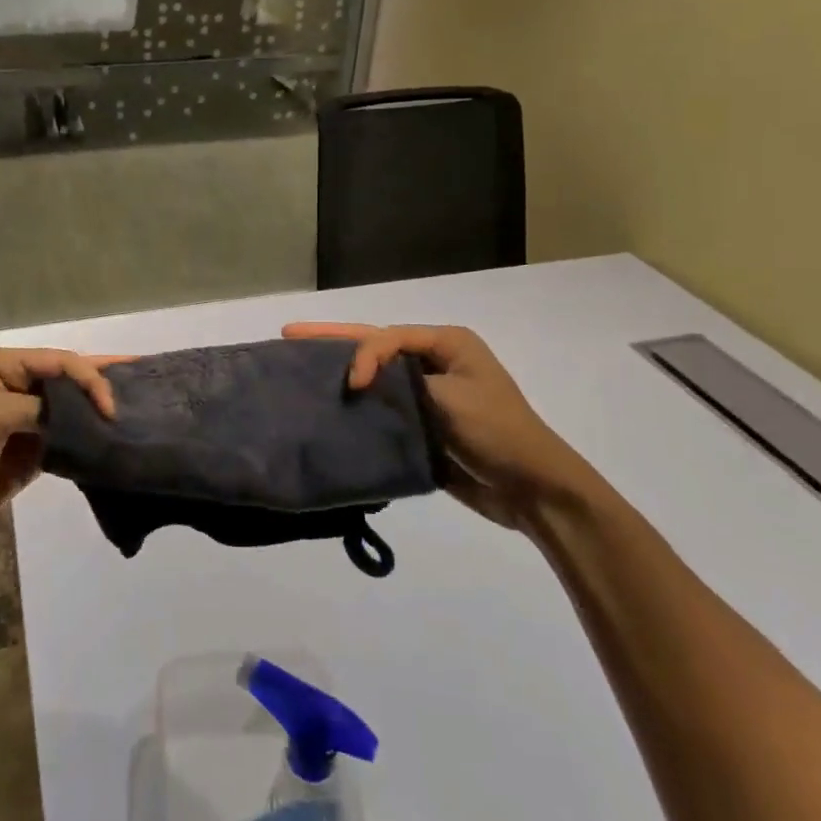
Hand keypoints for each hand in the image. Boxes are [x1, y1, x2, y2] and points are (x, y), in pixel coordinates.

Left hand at [0, 348, 121, 547]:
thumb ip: (40, 409)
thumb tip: (79, 418)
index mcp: (6, 368)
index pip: (62, 363)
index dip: (91, 379)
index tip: (111, 408)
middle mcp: (19, 389)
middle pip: (71, 381)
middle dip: (104, 381)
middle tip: (147, 380)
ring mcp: (26, 423)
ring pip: (72, 412)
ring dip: (99, 413)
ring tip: (141, 413)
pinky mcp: (30, 455)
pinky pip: (66, 443)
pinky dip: (88, 443)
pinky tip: (114, 442)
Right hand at [282, 322, 609, 529]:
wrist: (530, 488)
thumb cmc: (496, 432)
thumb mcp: (451, 397)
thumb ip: (401, 381)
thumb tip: (358, 383)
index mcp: (446, 344)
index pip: (388, 336)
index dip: (361, 351)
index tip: (352, 383)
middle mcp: (433, 362)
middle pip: (375, 345)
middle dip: (332, 339)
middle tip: (289, 332)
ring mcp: (426, 394)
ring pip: (375, 376)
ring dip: (340, 371)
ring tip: (297, 366)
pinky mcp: (420, 424)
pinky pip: (381, 408)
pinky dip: (355, 406)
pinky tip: (326, 408)